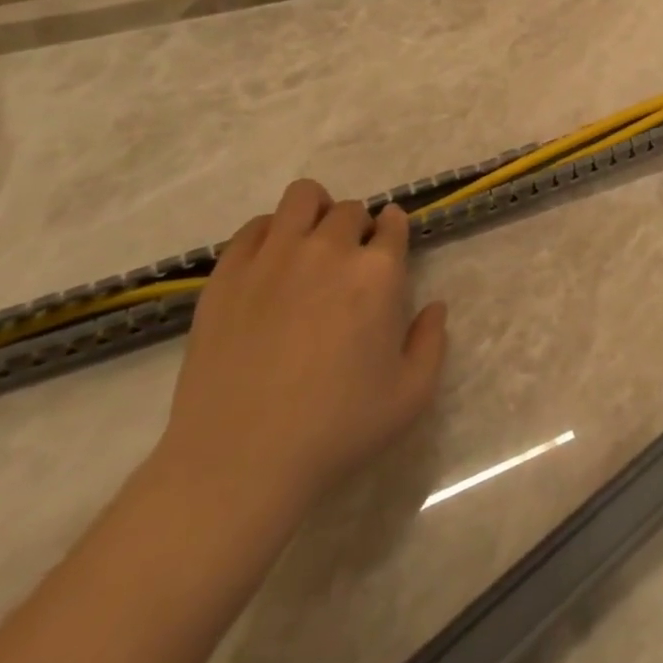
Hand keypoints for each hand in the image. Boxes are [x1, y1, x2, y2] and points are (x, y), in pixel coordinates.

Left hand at [154, 179, 448, 517]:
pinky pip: (254, 227)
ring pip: (302, 198)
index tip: (387, 249)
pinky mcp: (227, 275)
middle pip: (349, 210)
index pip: (393, 224)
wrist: (238, 464)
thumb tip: (435, 307)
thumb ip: (432, 342)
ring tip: (310, 245)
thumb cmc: (336, 430)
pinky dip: (269, 233)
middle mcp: (328, 250)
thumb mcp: (410, 396)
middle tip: (349, 264)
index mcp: (377, 273)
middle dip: (356, 228)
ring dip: (315, 212)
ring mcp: (273, 257)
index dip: (393, 232)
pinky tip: (271, 265)